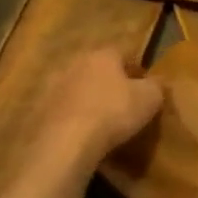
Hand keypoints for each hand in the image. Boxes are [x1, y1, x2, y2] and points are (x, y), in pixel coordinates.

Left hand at [22, 48, 162, 187]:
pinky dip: (72, 117)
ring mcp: (53, 87)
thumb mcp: (150, 98)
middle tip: (123, 101)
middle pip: (97, 69)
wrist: (66, 143)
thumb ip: (157, 85)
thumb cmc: (114, 112)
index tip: (144, 87)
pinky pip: (62, 110)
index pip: (123, 53)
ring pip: (77, 88)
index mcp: (103, 55)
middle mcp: (75, 64)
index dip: (136, 69)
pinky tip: (82, 133)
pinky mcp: (39, 111)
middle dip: (109, 82)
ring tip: (101, 119)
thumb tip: (158, 81)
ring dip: (88, 98)